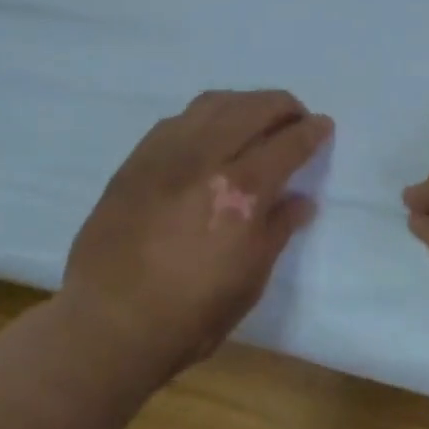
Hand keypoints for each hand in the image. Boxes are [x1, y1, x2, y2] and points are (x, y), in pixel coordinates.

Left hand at [63, 89, 332, 380]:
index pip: (288, 143)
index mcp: (241, 194)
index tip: (323, 126)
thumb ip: (278, 230)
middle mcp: (206, 160)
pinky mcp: (136, 160)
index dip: (311, 131)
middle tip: (295, 117)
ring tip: (255, 117)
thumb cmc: (188, 317)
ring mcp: (166, 155)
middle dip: (283, 106)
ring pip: (214, 103)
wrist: (106, 325)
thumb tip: (301, 200)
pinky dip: (206, 116)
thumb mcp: (250, 281)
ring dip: (245, 102)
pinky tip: (210, 133)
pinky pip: (179, 119)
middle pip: (253, 108)